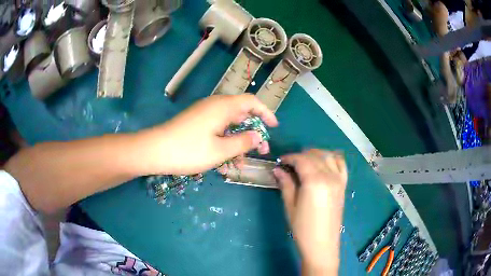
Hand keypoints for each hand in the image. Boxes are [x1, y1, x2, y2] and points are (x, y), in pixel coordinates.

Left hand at [139, 94, 277, 175]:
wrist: (154, 151)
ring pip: (229, 125)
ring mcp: (204, 114)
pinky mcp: (196, 123)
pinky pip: (217, 130)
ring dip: (238, 141)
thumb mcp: (220, 150)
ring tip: (241, 163)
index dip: (266, 113)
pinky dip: (224, 142)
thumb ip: (243, 142)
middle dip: (253, 132)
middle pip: (241, 114)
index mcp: (223, 107)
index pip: (252, 102)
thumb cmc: (188, 150)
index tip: (274, 127)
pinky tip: (224, 161)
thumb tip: (258, 136)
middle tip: (260, 150)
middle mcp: (214, 106)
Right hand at [274, 149, 347, 273]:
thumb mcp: (290, 206)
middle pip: (315, 155)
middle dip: (300, 155)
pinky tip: (324, 162)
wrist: (322, 244)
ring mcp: (339, 180)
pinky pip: (341, 164)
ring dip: (316, 154)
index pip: (301, 159)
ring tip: (305, 162)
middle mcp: (329, 176)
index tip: (280, 161)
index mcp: (314, 181)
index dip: (289, 157)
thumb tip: (278, 169)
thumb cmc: (303, 228)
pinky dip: (332, 158)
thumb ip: (286, 184)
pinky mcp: (343, 185)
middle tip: (289, 165)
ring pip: (328, 156)